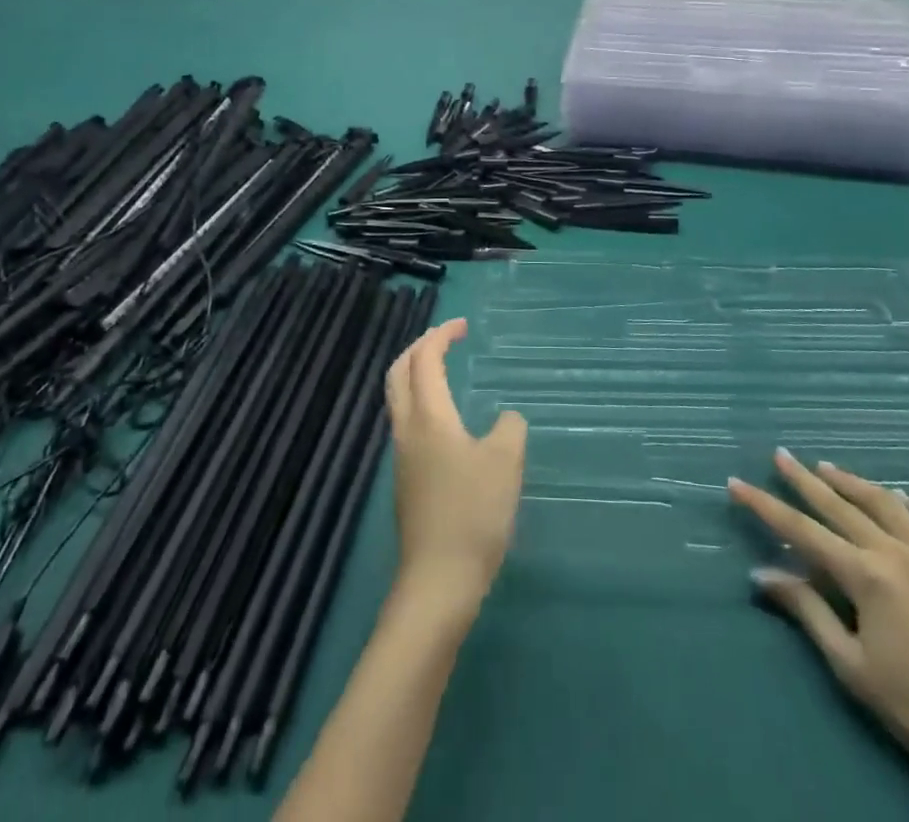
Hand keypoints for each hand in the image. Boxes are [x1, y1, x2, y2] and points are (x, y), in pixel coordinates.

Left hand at [385, 319, 525, 614]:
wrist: (438, 583)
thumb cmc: (473, 514)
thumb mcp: (505, 463)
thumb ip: (510, 428)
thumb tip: (505, 419)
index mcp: (429, 416)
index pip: (424, 358)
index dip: (441, 335)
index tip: (464, 326)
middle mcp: (407, 429)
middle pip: (399, 373)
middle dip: (419, 348)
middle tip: (446, 340)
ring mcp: (402, 457)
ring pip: (399, 399)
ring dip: (416, 375)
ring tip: (446, 373)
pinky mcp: (406, 482)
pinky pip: (408, 424)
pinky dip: (422, 403)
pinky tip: (448, 423)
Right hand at [730, 453, 908, 821]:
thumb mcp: (852, 666)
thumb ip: (808, 612)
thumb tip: (764, 573)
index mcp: (866, 575)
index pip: (802, 531)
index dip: (765, 506)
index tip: (737, 483)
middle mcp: (899, 553)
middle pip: (841, 506)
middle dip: (805, 480)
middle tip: (781, 455)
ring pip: (889, 505)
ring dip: (855, 483)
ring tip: (828, 467)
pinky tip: (908, 501)